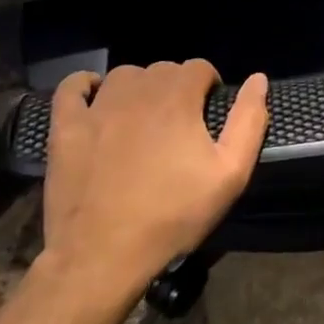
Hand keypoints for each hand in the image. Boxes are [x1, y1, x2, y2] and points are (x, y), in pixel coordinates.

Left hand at [37, 61, 269, 289]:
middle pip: (163, 69)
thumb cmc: (173, 215)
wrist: (102, 256)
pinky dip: (84, 86)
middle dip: (177, 87)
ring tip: (144, 117)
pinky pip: (71, 89)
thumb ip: (249, 121)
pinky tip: (94, 98)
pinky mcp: (65, 128)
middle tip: (180, 125)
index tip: (209, 114)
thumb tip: (258, 79)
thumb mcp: (230, 174)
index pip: (199, 67)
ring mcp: (97, 108)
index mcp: (178, 98)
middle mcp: (137, 91)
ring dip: (139, 87)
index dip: (209, 86)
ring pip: (124, 76)